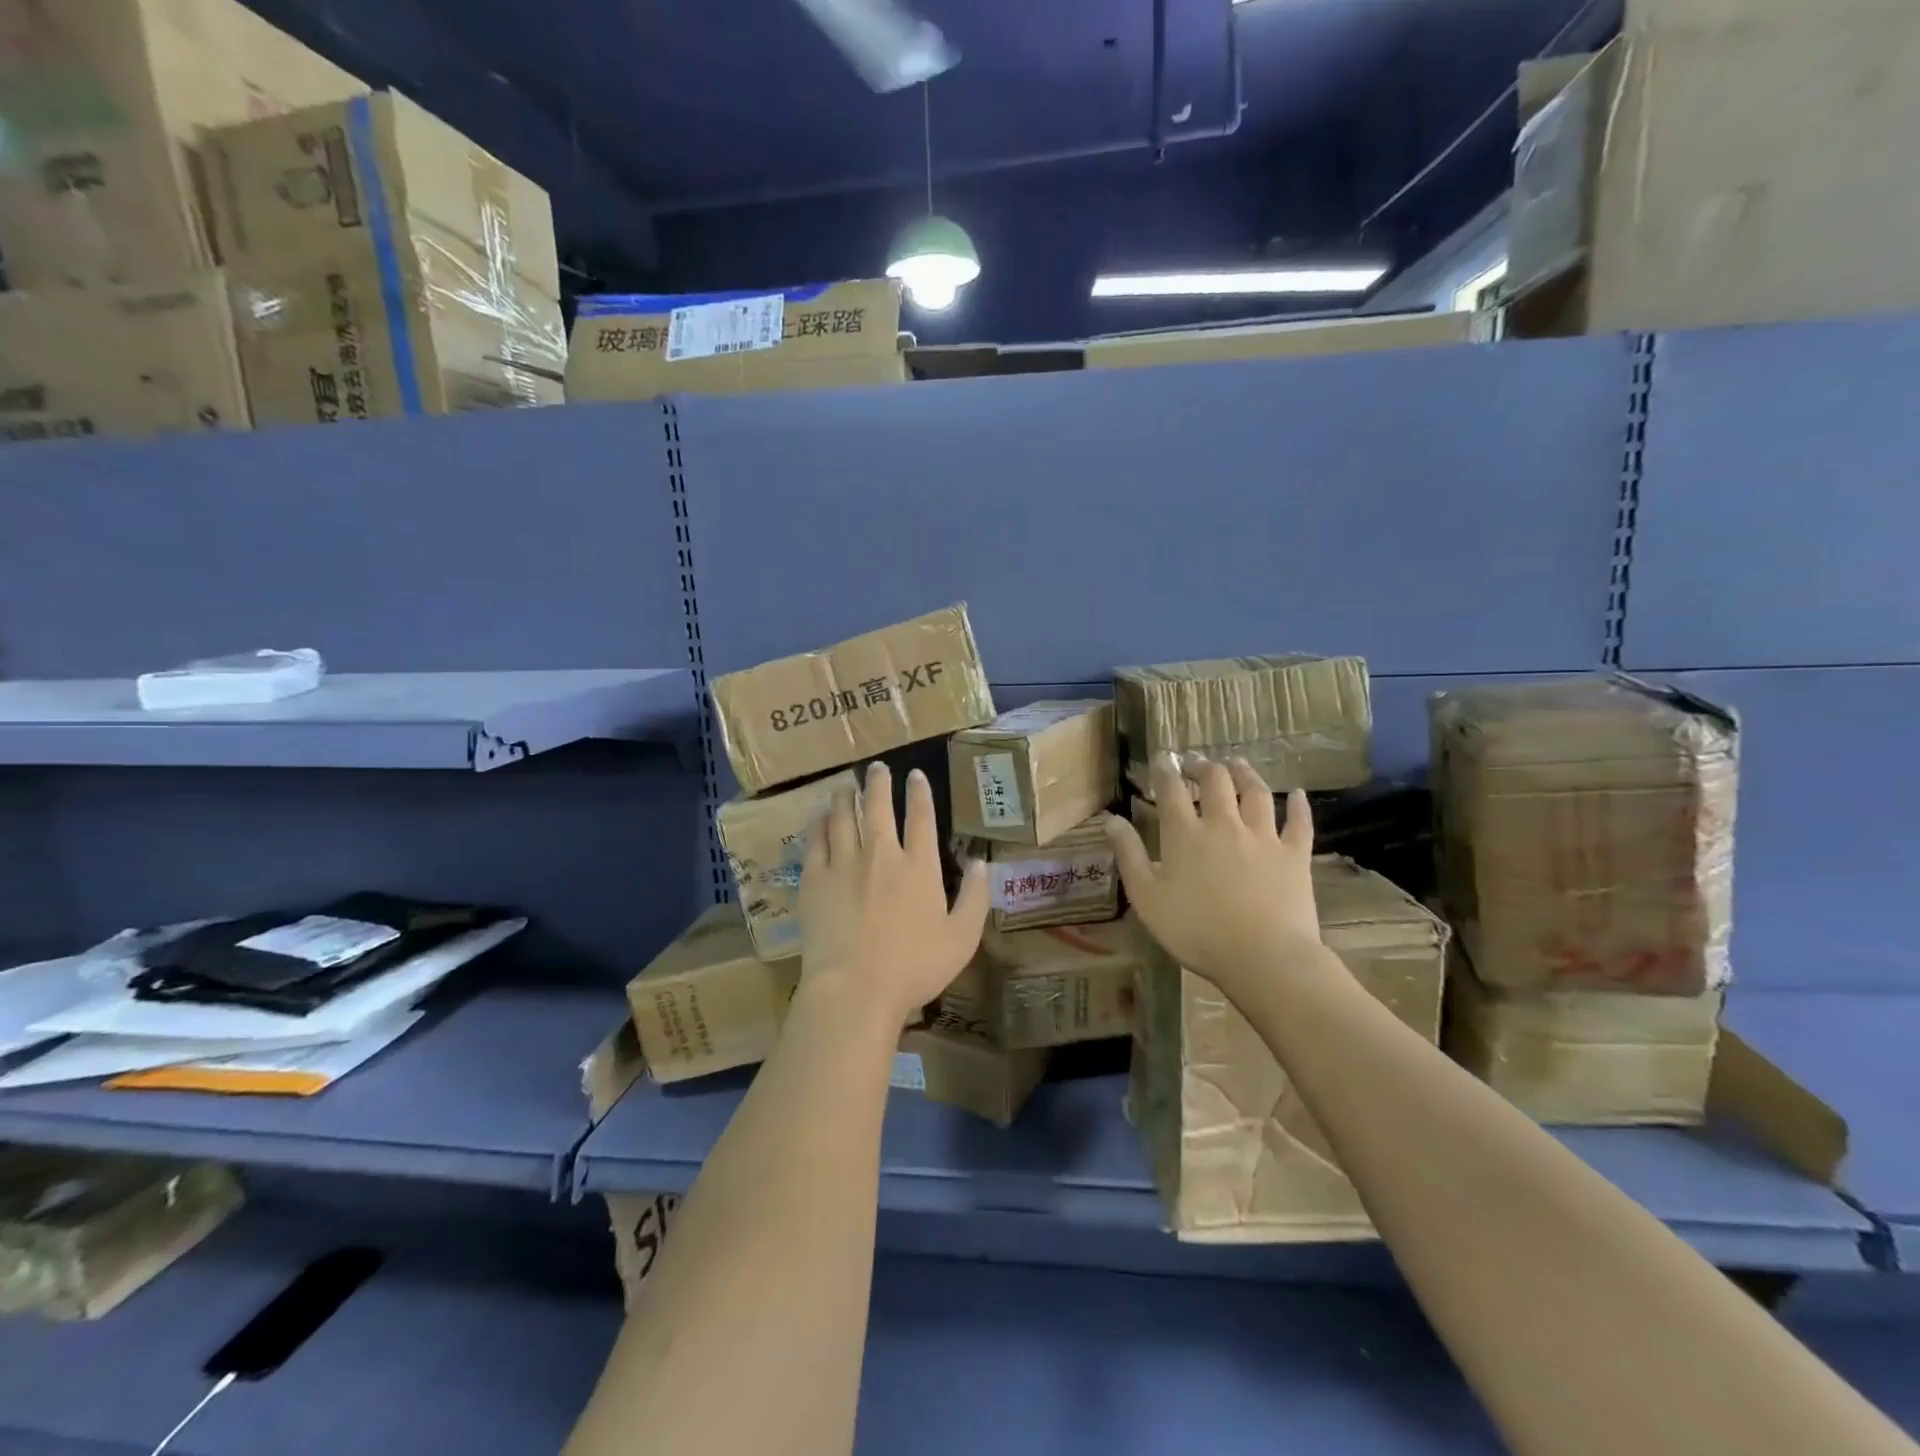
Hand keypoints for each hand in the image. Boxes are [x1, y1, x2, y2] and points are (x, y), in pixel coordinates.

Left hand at [798, 761, 988, 1026]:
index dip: (920, 793)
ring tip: (845, 786)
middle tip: (876, 767)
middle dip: (878, 782)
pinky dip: (819, 823)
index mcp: (919, 867)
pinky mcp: (814, 879)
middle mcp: (881, 854)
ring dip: (846, 796)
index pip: (921, 818)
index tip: (915, 775)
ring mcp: (844, 864)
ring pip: (844, 816)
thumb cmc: (914, 967)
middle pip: (878, 806)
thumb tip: (980, 862)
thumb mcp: (961, 938)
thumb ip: (974, 897)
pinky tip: (819, 817)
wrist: (854, 988)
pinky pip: (815, 840)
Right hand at [1104, 754, 1319, 998]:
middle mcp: (1224, 824)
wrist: (1264, 957)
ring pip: (1256, 792)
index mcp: (1185, 835)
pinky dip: (1299, 806)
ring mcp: (1264, 837)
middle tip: (1196, 764)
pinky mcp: (1295, 855)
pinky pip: (1299, 822)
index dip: (1165, 770)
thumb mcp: (1147, 898)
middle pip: (1216, 781)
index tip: (1162, 759)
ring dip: (1245, 773)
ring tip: (1237, 764)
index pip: (1172, 790)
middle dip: (1203, 766)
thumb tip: (1111, 819)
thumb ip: (1128, 856)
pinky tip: (1298, 795)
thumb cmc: (1196, 931)